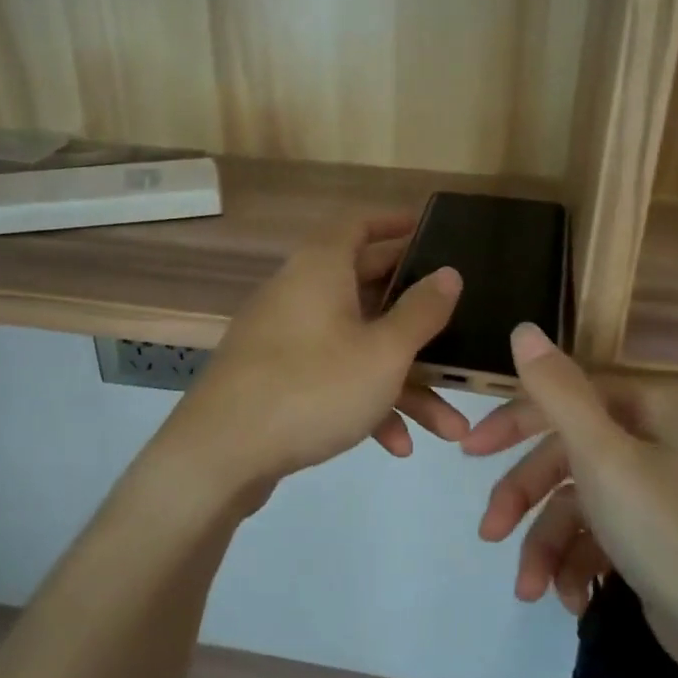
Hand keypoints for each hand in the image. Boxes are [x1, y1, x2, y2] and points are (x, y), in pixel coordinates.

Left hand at [158, 214, 467, 492]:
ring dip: (404, 382)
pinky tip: (397, 444)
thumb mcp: (383, 352)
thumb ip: (421, 312)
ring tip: (449, 424)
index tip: (429, 230)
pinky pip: (332, 378)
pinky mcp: (277, 380)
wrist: (221, 454)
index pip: (358, 225)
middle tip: (456, 321)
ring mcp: (286, 339)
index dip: (394, 223)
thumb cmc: (312, 387)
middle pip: (366, 289)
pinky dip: (366, 402)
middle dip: (417, 319)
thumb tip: (449, 273)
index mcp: (321, 269)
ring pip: (356, 347)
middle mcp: (300, 294)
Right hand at [462, 324, 677, 677]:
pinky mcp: (657, 537)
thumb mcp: (604, 458)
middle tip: (489, 532)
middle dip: (524, 498)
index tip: (469, 452)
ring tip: (530, 590)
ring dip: (545, 544)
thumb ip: (556, 391)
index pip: (564, 397)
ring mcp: (659, 490)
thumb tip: (523, 328)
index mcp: (651, 405)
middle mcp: (657, 438)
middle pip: (566, 455)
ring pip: (577, 503)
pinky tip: (569, 599)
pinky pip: (599, 536)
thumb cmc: (671, 534)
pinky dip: (576, 565)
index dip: (512, 422)